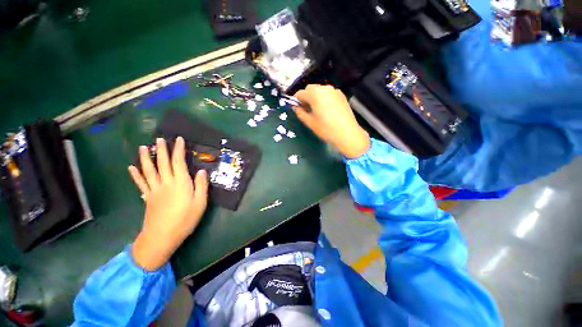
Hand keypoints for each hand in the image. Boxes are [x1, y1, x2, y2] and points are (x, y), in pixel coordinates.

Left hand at [128, 137, 208, 270]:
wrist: (163, 235)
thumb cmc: (184, 221)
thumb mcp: (199, 206)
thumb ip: (201, 187)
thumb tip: (202, 171)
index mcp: (180, 183)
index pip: (178, 162)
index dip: (178, 149)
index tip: (178, 139)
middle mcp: (166, 182)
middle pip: (162, 162)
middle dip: (161, 149)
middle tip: (159, 138)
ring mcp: (155, 189)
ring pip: (149, 170)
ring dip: (145, 157)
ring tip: (142, 147)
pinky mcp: (148, 197)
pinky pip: (141, 183)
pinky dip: (135, 175)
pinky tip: (131, 168)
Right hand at [293, 85, 369, 158]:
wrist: (348, 133)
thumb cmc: (327, 129)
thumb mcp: (310, 122)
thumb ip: (300, 112)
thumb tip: (296, 107)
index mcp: (314, 94)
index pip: (299, 93)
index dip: (297, 101)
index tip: (299, 109)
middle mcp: (324, 88)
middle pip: (310, 88)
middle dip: (307, 96)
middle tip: (308, 109)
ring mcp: (334, 90)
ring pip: (319, 89)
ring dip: (316, 96)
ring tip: (319, 108)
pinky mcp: (341, 94)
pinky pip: (329, 92)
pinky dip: (325, 97)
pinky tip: (328, 108)